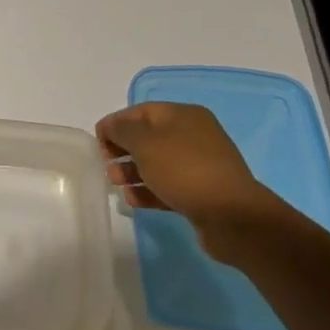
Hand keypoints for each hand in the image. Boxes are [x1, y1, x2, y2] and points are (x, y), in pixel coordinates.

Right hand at [96, 102, 292, 261]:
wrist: (232, 217)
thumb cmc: (184, 170)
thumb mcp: (145, 143)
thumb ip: (122, 130)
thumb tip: (111, 126)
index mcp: (183, 115)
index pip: (140, 112)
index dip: (115, 124)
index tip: (97, 144)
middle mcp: (192, 135)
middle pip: (147, 138)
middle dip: (122, 151)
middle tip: (106, 167)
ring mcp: (198, 165)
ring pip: (156, 164)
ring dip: (132, 173)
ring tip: (117, 186)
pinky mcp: (200, 192)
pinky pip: (167, 185)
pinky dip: (148, 190)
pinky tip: (134, 201)